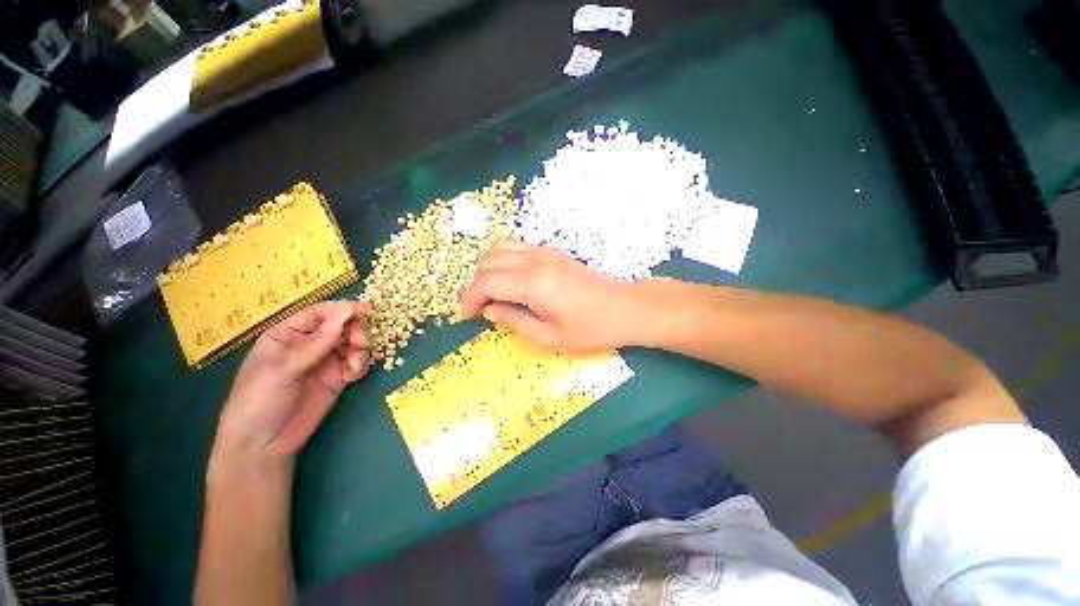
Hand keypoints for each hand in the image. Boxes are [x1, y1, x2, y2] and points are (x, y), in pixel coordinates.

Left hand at [211, 301, 371, 471]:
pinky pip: (356, 361)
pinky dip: (361, 365)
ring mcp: (325, 360)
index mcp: (287, 334)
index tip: (364, 311)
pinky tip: (354, 376)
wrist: (263, 445)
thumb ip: (317, 343)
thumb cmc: (259, 401)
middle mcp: (309, 343)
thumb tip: (346, 312)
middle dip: (355, 330)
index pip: (319, 313)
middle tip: (361, 342)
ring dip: (360, 349)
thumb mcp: (283, 370)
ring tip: (355, 365)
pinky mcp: (337, 377)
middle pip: (341, 325)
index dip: (341, 310)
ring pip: (352, 342)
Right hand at [459, 241, 648, 350]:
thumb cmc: (591, 328)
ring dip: (487, 269)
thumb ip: (514, 321)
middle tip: (479, 307)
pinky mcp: (552, 252)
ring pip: (499, 248)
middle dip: (475, 284)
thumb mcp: (550, 336)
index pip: (487, 282)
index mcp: (534, 285)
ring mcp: (544, 253)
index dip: (470, 298)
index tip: (468, 315)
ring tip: (491, 292)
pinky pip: (516, 246)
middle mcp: (535, 261)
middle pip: (488, 262)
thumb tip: (489, 311)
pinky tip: (508, 278)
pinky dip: (502, 259)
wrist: (625, 307)